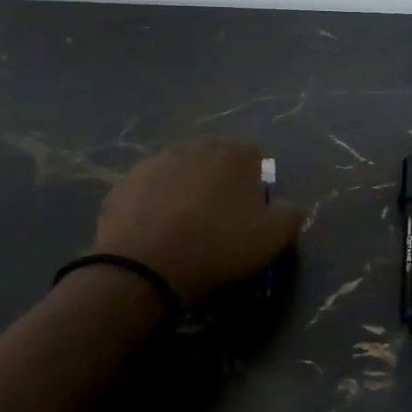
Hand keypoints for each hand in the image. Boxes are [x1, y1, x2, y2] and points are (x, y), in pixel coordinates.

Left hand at [94, 140, 299, 304]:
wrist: (146, 265)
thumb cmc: (219, 246)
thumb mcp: (274, 237)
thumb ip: (289, 214)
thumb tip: (285, 206)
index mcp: (233, 152)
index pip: (254, 157)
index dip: (256, 185)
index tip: (251, 214)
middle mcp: (193, 146)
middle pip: (213, 162)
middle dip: (218, 184)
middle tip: (218, 222)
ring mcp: (153, 162)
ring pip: (178, 174)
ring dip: (184, 193)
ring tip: (183, 230)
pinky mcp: (122, 184)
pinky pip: (148, 193)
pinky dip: (153, 207)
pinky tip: (154, 235)